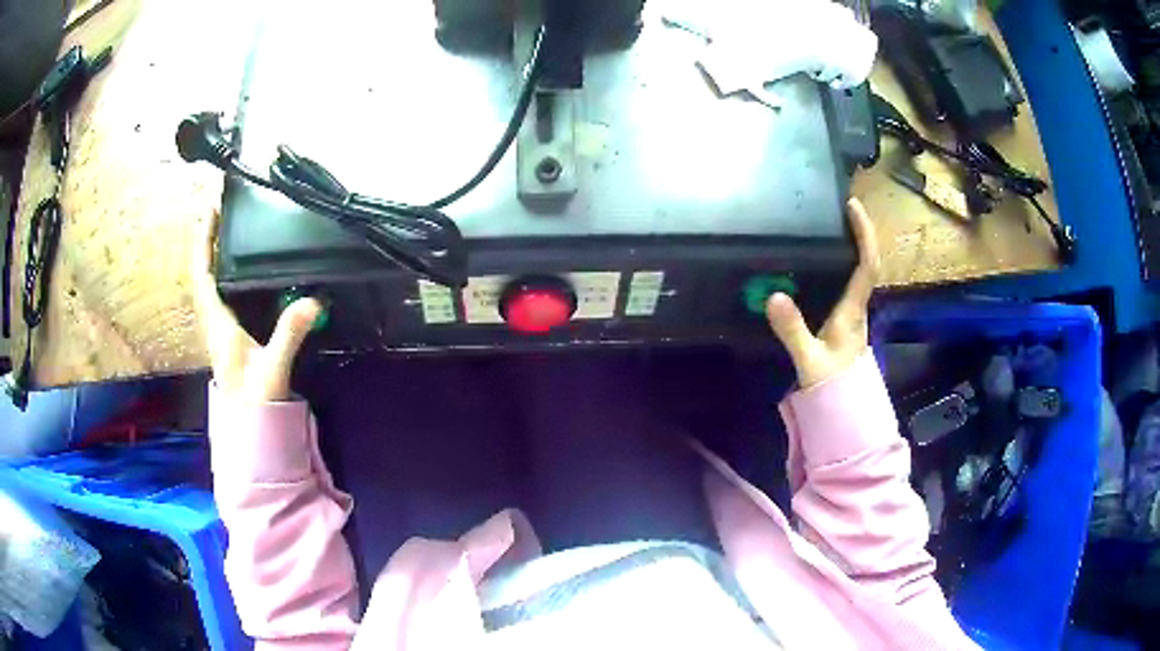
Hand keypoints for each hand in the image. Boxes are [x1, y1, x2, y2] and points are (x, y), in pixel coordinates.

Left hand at [192, 209, 321, 403]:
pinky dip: (222, 273)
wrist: (251, 431)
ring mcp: (219, 329)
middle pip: (203, 273)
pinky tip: (236, 268)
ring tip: (226, 229)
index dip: (203, 242)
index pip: (203, 276)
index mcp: (218, 325)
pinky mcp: (229, 335)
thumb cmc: (256, 402)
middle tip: (221, 210)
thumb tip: (313, 300)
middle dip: (207, 240)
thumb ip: (290, 334)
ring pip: (209, 283)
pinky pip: (219, 295)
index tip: (211, 210)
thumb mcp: (274, 368)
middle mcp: (214, 322)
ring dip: (212, 255)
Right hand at [766, 198, 879, 388]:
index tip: (852, 206)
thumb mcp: (809, 360)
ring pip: (857, 274)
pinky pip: (845, 285)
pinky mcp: (843, 323)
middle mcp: (857, 307)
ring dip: (849, 249)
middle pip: (865, 263)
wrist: (843, 411)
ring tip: (828, 229)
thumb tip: (774, 295)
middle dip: (858, 233)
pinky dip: (838, 268)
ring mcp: (852, 315)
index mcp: (853, 311)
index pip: (867, 265)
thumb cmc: (832, 386)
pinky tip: (818, 267)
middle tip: (839, 211)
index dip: (863, 234)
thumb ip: (793, 331)